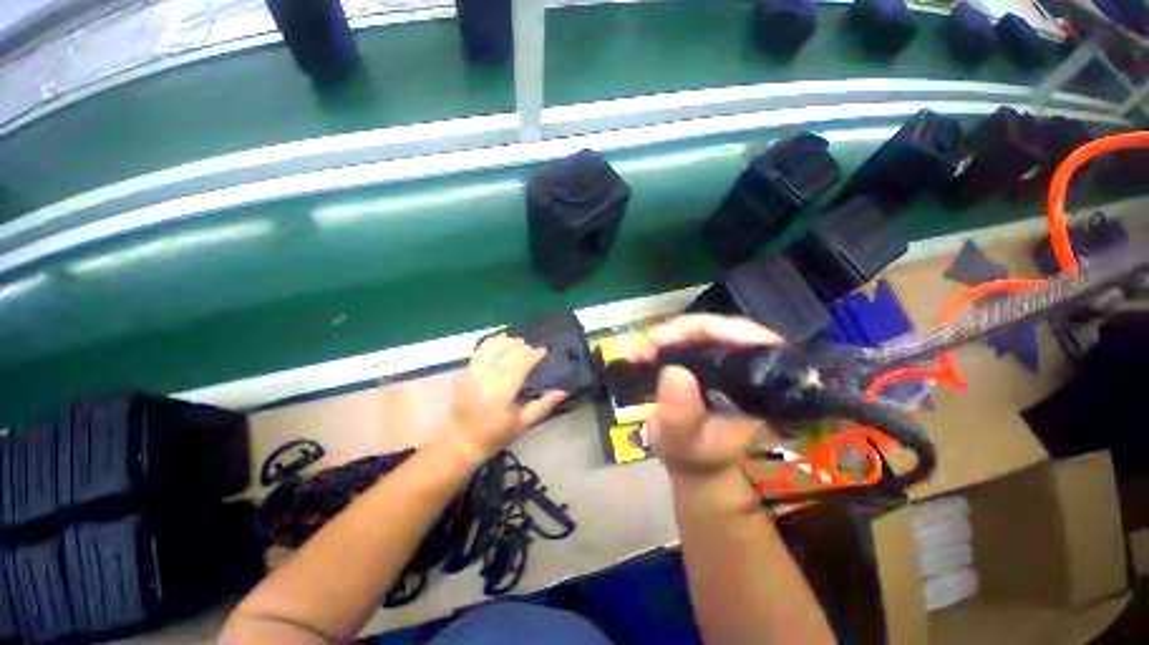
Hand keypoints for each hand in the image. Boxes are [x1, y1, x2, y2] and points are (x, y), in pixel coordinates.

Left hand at [444, 335, 566, 461]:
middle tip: (533, 350)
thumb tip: (562, 392)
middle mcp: (486, 377)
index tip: (543, 351)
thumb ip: (542, 406)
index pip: (520, 363)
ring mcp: (472, 373)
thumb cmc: (495, 434)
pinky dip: (491, 343)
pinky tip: (500, 341)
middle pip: (507, 352)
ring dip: (507, 341)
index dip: (533, 355)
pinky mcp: (464, 372)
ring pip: (492, 347)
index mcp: (502, 391)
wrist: (461, 441)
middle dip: (523, 347)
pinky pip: (479, 351)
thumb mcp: (522, 423)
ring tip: (518, 342)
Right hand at [639, 315, 783, 476]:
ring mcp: (729, 362)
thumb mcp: (682, 440)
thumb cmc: (692, 455)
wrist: (693, 461)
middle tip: (648, 345)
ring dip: (670, 335)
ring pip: (703, 331)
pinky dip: (667, 341)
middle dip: (680, 331)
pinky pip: (691, 339)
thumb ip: (680, 414)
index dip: (707, 329)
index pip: (747, 338)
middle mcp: (749, 368)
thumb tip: (674, 371)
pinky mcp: (712, 361)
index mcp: (758, 386)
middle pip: (721, 329)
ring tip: (644, 350)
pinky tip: (648, 351)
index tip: (665, 341)